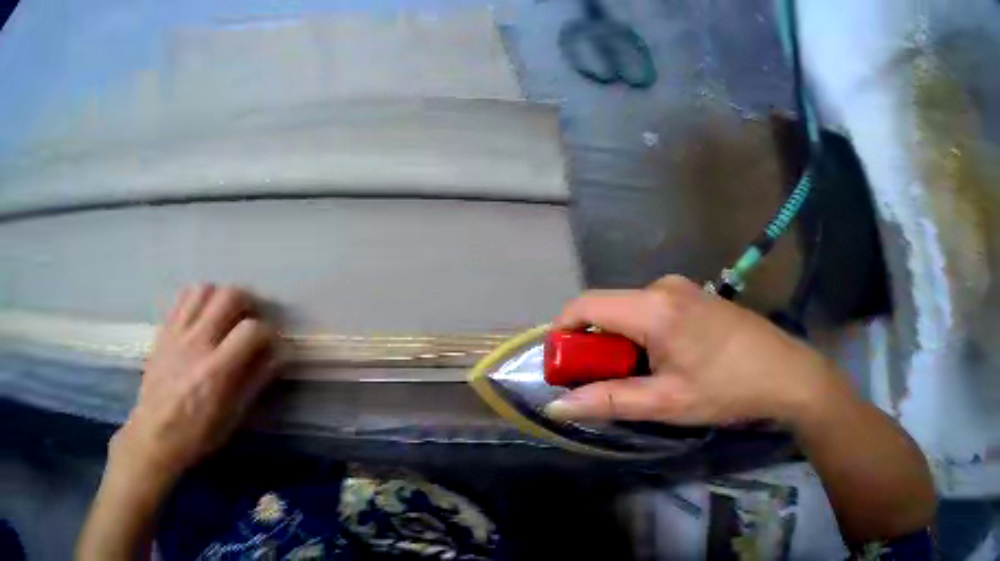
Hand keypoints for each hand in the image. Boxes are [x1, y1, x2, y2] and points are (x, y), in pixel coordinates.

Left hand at [111, 284, 277, 480]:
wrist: (154, 434)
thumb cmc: (197, 434)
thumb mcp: (232, 417)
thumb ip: (254, 381)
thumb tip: (277, 355)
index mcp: (216, 371)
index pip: (251, 331)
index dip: (269, 332)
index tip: (274, 343)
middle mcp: (197, 343)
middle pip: (229, 297)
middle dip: (250, 302)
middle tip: (254, 318)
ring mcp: (177, 332)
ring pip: (205, 290)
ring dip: (222, 296)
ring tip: (227, 314)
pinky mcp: (164, 330)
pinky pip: (182, 297)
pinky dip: (199, 298)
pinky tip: (203, 314)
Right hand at [545, 275, 836, 424]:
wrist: (786, 373)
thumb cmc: (727, 389)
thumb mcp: (666, 402)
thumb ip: (608, 401)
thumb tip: (557, 405)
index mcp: (653, 308)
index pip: (585, 305)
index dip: (562, 333)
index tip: (561, 367)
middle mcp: (663, 286)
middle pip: (608, 309)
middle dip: (594, 346)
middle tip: (604, 384)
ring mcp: (683, 287)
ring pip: (630, 311)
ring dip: (621, 343)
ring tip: (641, 379)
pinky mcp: (697, 295)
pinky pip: (652, 310)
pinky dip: (643, 335)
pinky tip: (667, 362)